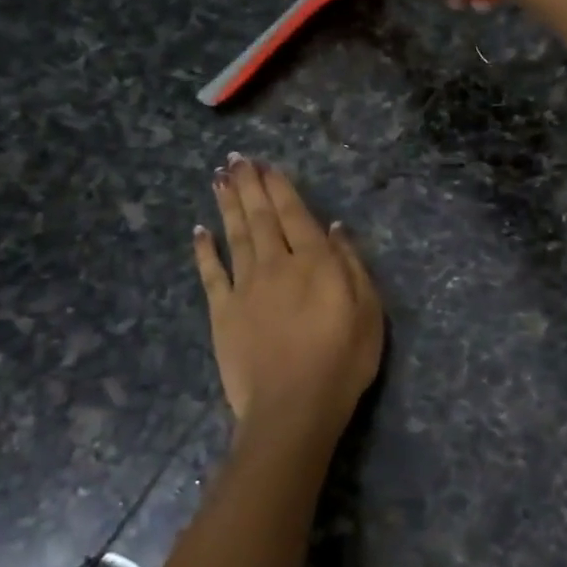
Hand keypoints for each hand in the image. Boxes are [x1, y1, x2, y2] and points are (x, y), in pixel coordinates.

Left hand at [193, 156, 383, 459]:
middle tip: (236, 159)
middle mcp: (277, 264)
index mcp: (315, 262)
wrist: (293, 407)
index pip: (295, 214)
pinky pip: (211, 273)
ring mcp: (245, 287)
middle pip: (261, 217)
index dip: (280, 187)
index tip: (266, 165)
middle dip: (249, 185)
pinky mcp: (223, 312)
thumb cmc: (342, 360)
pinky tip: (199, 230)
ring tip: (219, 178)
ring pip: (235, 235)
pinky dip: (205, 250)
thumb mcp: (367, 311)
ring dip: (227, 205)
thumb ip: (351, 264)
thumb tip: (335, 228)